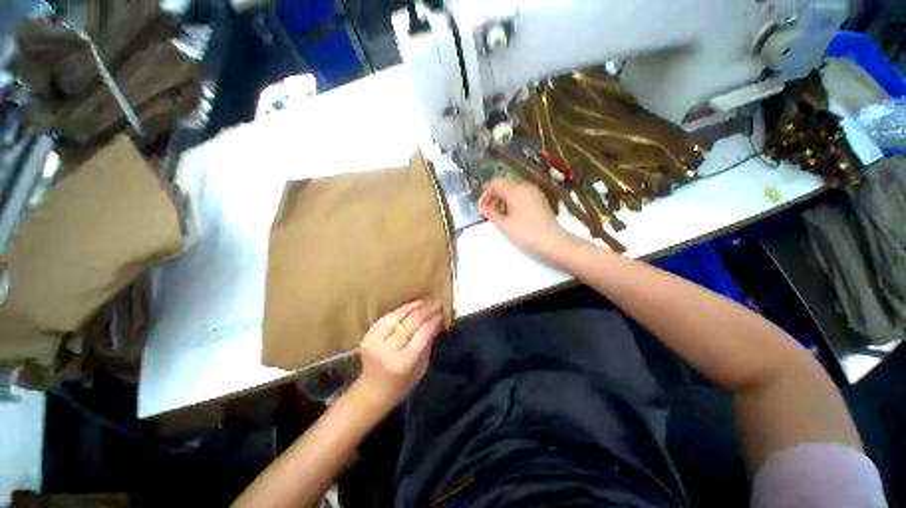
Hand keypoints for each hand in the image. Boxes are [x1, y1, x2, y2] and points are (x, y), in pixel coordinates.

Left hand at [351, 300, 442, 412]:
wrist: (371, 393)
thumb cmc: (402, 385)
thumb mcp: (421, 367)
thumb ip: (428, 343)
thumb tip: (438, 321)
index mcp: (404, 361)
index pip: (423, 333)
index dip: (434, 319)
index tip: (442, 312)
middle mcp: (388, 349)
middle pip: (411, 322)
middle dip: (427, 310)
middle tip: (437, 303)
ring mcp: (375, 341)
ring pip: (398, 315)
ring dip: (414, 306)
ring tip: (426, 301)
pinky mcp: (367, 336)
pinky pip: (387, 317)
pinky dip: (400, 310)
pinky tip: (411, 306)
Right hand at [479, 178, 568, 258]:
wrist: (553, 243)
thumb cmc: (525, 233)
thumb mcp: (504, 225)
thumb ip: (491, 214)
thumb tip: (483, 208)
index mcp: (515, 190)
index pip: (495, 184)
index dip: (485, 195)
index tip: (481, 209)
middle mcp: (525, 187)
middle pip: (505, 186)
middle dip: (494, 198)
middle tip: (488, 214)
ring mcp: (535, 193)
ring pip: (513, 192)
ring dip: (503, 201)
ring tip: (499, 217)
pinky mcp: (540, 201)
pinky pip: (522, 197)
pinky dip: (513, 204)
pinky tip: (511, 217)